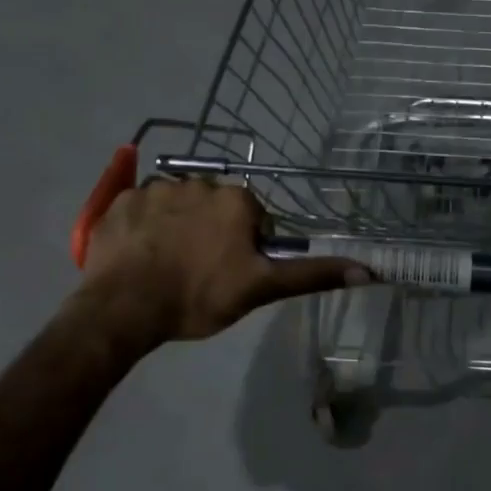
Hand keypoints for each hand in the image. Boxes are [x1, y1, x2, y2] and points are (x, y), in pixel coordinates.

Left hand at [72, 179, 368, 347]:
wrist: (124, 308)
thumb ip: (312, 274)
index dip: (246, 245)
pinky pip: (141, 207)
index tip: (232, 272)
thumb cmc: (199, 296)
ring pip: (178, 205)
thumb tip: (369, 269)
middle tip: (200, 271)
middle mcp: (199, 182)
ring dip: (178, 226)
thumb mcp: (261, 289)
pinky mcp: (121, 201)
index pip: (253, 216)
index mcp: (236, 200)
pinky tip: (140, 254)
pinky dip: (144, 226)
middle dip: (212, 231)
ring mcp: (155, 189)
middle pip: (215, 206)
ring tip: (166, 265)